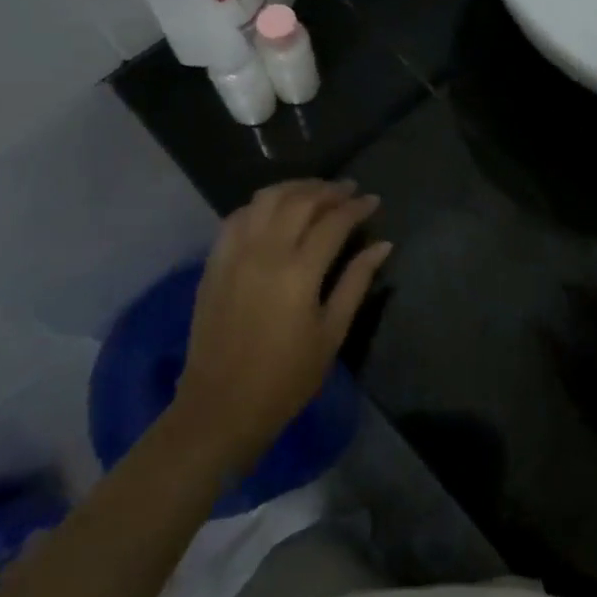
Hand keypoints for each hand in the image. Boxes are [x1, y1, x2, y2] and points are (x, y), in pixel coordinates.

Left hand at [169, 179, 391, 472]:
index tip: (373, 200)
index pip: (333, 222)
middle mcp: (264, 252)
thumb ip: (356, 282)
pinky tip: (275, 210)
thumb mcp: (331, 333)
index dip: (356, 207)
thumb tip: (382, 245)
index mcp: (298, 272)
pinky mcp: (214, 263)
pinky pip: (237, 217)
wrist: (220, 408)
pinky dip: (261, 204)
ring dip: (294, 188)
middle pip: (299, 201)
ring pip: (265, 199)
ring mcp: (234, 254)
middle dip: (328, 190)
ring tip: (315, 191)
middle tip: (348, 190)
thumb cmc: (286, 378)